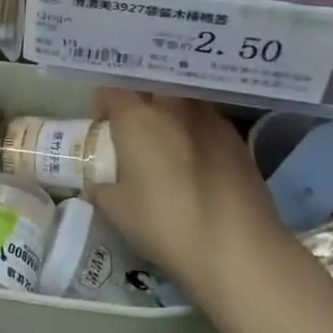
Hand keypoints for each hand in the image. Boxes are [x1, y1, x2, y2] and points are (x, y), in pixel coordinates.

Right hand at [84, 89, 284, 291]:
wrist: (237, 247)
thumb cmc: (165, 222)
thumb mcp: (116, 211)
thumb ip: (100, 190)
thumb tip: (95, 186)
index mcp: (137, 117)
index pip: (112, 89)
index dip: (103, 103)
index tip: (103, 125)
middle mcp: (173, 108)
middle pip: (152, 85)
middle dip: (142, 97)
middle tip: (135, 125)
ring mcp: (210, 120)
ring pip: (184, 100)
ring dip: (172, 111)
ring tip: (167, 140)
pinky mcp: (237, 139)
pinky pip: (208, 121)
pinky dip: (197, 131)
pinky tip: (196, 159)